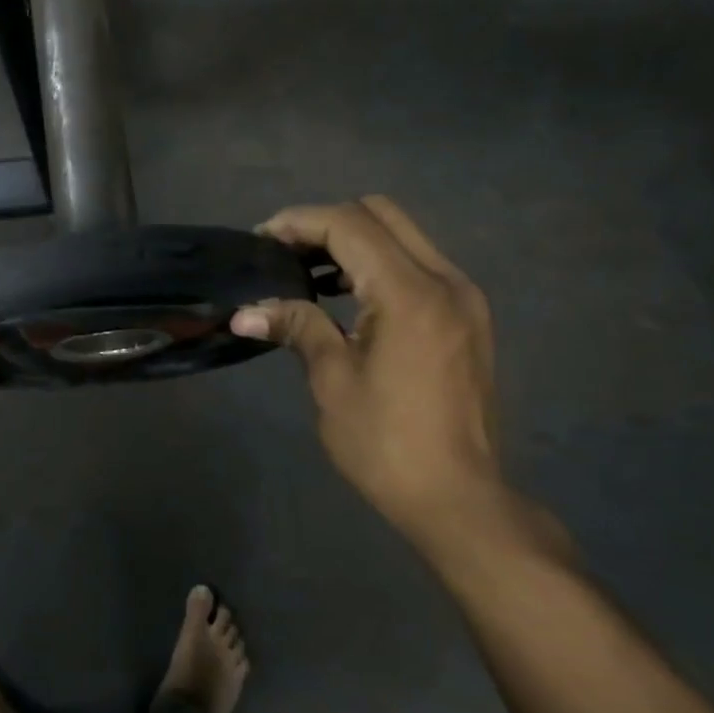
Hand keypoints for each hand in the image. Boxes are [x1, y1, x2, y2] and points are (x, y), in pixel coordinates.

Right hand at [233, 197, 559, 565]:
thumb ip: (296, 327)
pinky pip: (418, 264)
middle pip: (381, 213)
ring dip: (353, 240)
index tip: (261, 240)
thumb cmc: (386, 443)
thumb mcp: (332, 381)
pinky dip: (379, 263)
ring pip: (403, 235)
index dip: (299, 222)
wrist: (460, 498)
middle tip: (285, 253)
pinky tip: (348, 297)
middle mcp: (445, 281)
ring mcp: (464, 297)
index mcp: (410, 294)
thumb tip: (245, 313)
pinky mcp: (468, 316)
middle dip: (326, 222)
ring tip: (308, 273)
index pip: (349, 225)